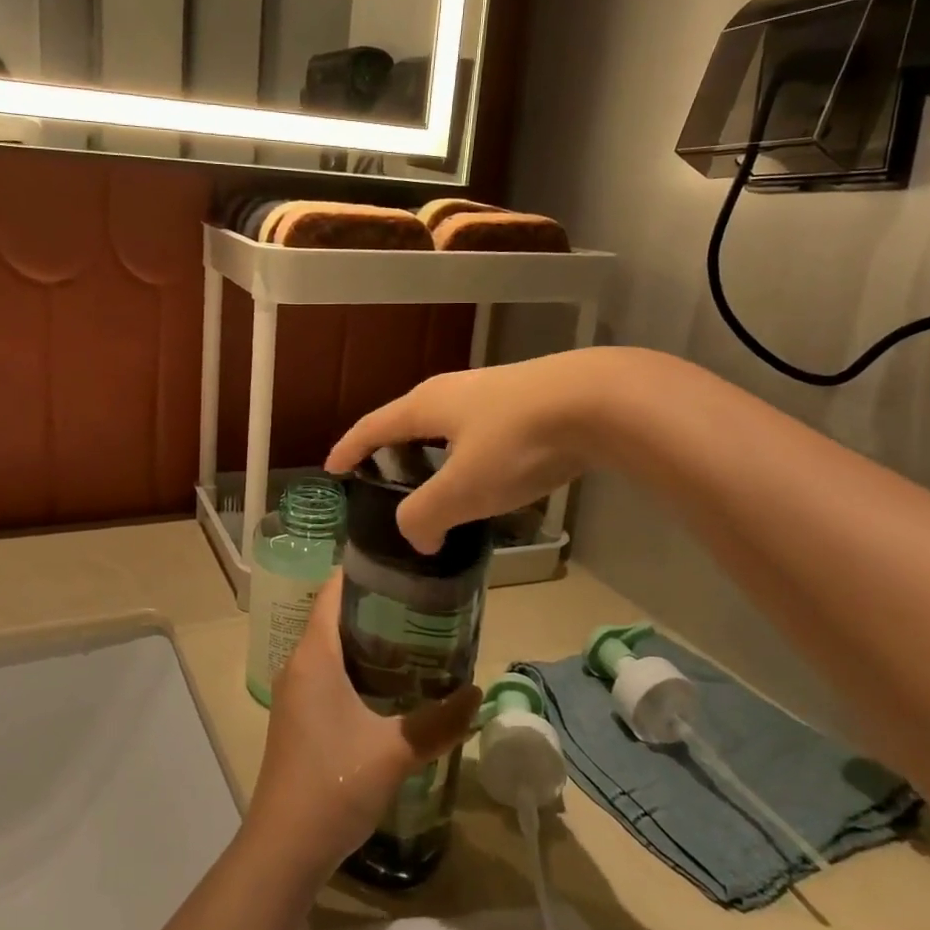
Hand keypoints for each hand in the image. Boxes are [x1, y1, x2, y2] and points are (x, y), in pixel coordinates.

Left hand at [245, 575, 480, 879]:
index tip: (404, 565)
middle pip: (336, 617)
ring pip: (333, 648)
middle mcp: (300, 665)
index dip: (364, 571)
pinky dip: (359, 668)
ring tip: (416, 638)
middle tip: (424, 603)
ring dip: (369, 640)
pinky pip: (330, 674)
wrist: (284, 849)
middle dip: (377, 605)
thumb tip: (477, 694)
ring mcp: (296, 693)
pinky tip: (393, 686)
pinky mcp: (300, 718)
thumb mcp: (395, 752)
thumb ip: (439, 721)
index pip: (334, 592)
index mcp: (314, 655)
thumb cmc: (333, 784)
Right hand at [324, 348, 627, 553]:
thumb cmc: (516, 442)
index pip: (373, 427)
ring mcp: (493, 392)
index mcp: (426, 405)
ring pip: (449, 426)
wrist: (598, 401)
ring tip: (436, 483)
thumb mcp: (462, 489)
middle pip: (409, 420)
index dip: (349, 448)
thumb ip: (426, 515)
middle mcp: (453, 391)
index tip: (331, 467)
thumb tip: (416, 537)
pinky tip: (487, 475)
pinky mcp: (527, 402)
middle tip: (383, 479)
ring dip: (434, 454)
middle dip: (392, 449)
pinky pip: (481, 432)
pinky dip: (468, 456)